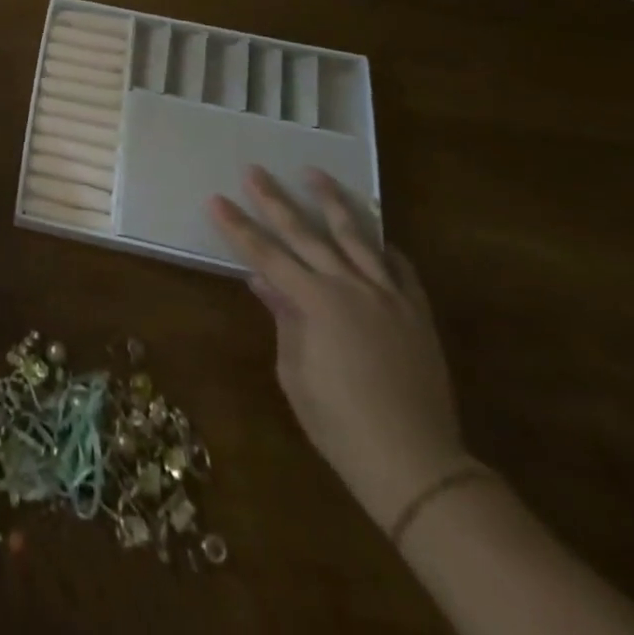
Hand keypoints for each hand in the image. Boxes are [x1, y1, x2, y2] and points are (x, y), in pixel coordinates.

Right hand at [210, 167, 465, 530]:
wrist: (416, 464)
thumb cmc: (339, 423)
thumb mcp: (295, 372)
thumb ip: (283, 319)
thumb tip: (265, 282)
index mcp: (315, 302)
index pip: (265, 253)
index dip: (238, 226)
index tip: (216, 199)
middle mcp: (350, 288)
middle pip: (305, 234)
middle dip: (275, 200)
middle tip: (255, 170)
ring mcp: (388, 297)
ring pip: (356, 237)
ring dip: (332, 203)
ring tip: (314, 174)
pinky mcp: (417, 313)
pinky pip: (400, 269)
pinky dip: (384, 248)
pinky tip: (375, 236)